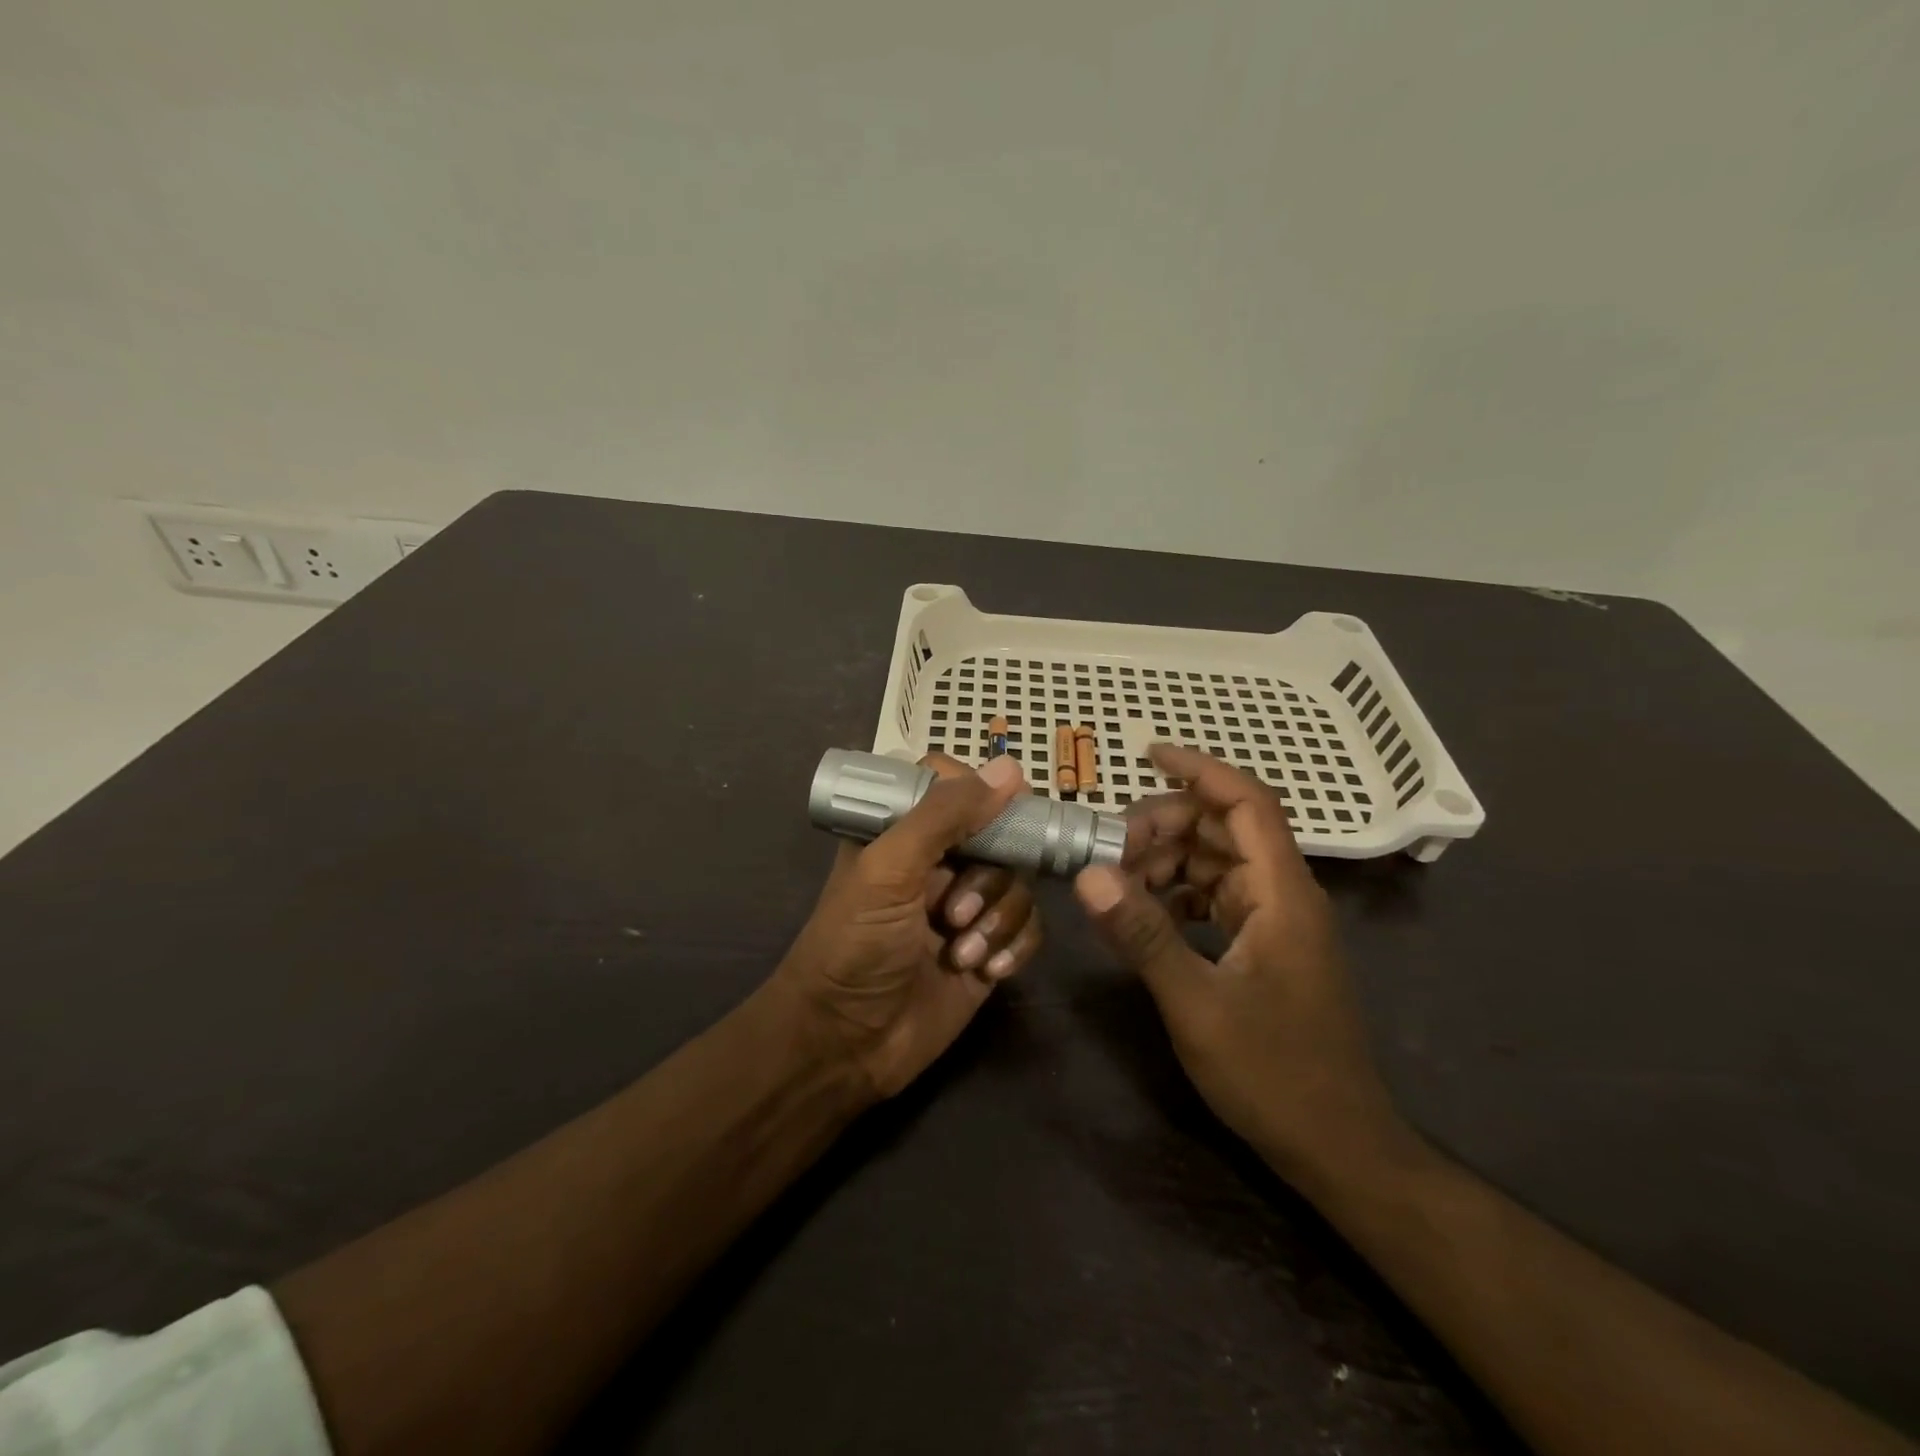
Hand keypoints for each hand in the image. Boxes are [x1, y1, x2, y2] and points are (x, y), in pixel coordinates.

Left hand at [777, 753, 1043, 1100]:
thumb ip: (943, 816)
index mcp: (903, 831)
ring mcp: (966, 906)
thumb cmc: (854, 945)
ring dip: (998, 918)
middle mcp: (938, 862)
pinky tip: (987, 971)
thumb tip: (1010, 769)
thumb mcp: (888, 870)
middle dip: (988, 877)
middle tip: (955, 912)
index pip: (954, 786)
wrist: (846, 1044)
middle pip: (1000, 836)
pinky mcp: (988, 947)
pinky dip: (1014, 946)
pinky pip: (1028, 927)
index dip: (980, 794)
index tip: (995, 816)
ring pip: (1018, 883)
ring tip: (962, 953)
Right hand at [1072, 744, 1403, 1185]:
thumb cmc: (1275, 1074)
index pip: (1246, 802)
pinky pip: (1216, 897)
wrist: (1338, 1147)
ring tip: (1117, 881)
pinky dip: (1178, 893)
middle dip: (1164, 826)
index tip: (1146, 754)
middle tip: (1108, 850)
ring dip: (1166, 861)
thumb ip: (1143, 934)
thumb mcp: (1197, 1003)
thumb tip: (1088, 874)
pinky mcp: (1265, 948)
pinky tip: (1144, 911)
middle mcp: (1284, 895)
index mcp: (1282, 894)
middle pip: (1223, 829)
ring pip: (1216, 863)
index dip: (1200, 769)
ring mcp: (1276, 922)